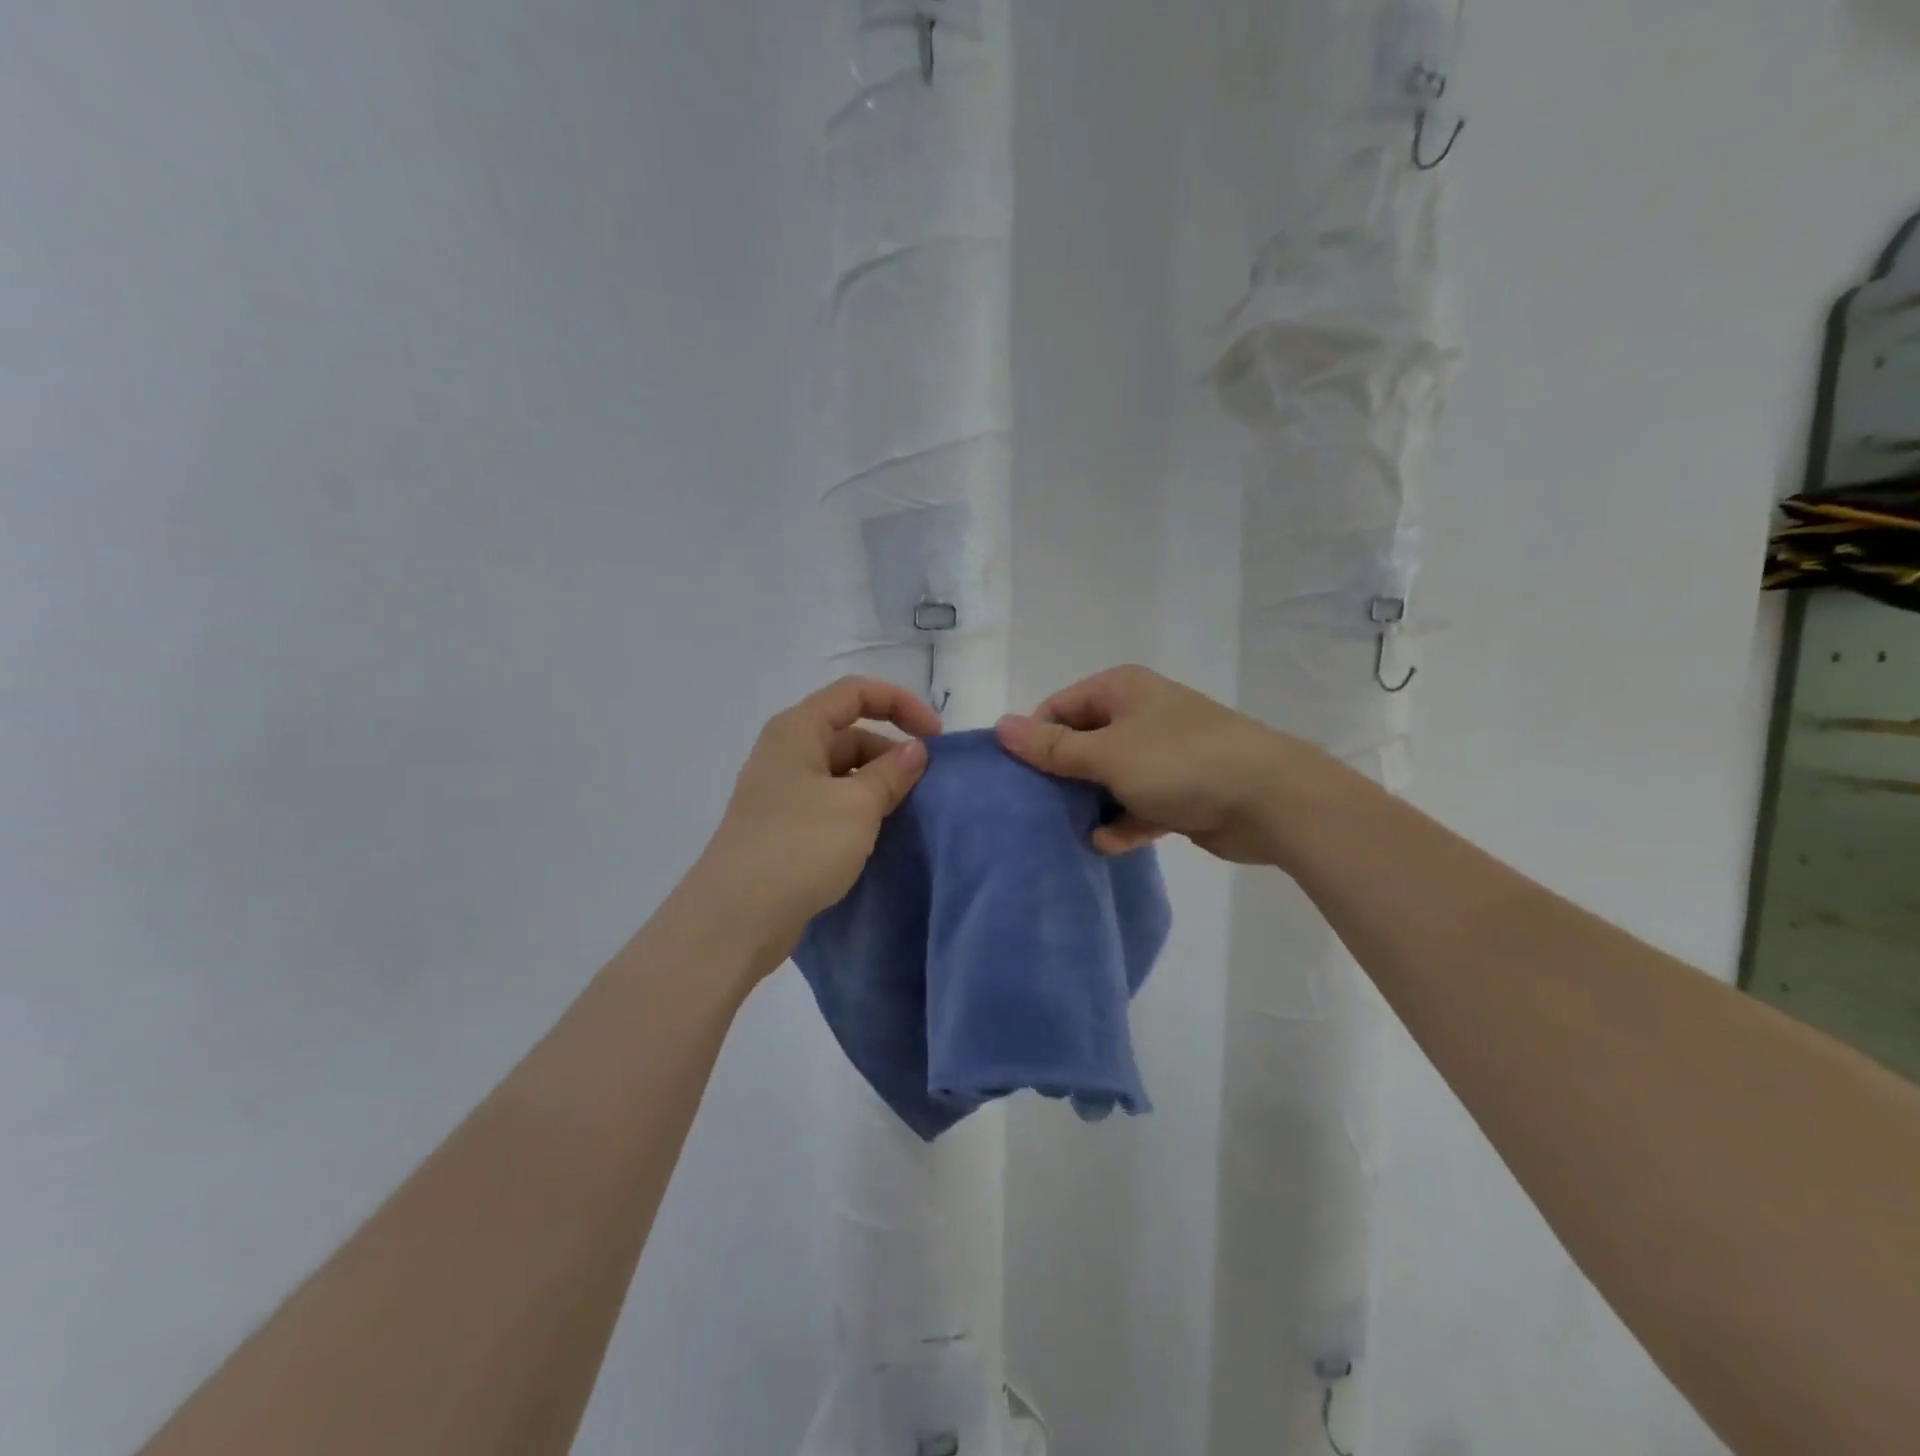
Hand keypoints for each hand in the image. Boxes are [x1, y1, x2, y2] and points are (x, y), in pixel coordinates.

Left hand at [683, 677, 940, 980]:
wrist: (735, 918)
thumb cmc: (799, 847)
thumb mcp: (857, 805)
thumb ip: (892, 772)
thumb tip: (916, 750)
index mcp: (798, 729)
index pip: (856, 692)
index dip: (901, 704)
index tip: (936, 738)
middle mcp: (787, 752)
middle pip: (850, 732)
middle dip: (891, 752)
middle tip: (926, 787)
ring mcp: (782, 792)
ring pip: (842, 772)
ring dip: (877, 785)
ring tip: (908, 814)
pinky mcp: (784, 827)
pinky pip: (831, 803)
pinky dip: (859, 810)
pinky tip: (879, 836)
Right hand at [995, 665, 1293, 863]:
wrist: (1269, 800)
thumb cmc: (1180, 762)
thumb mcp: (1107, 753)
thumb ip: (1052, 747)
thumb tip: (1000, 726)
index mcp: (1121, 690)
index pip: (1059, 708)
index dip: (1037, 740)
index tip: (1021, 777)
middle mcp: (1140, 716)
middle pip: (1082, 744)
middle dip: (1062, 777)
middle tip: (1037, 809)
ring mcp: (1161, 755)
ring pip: (1108, 778)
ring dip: (1091, 804)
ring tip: (1067, 830)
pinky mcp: (1178, 792)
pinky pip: (1137, 805)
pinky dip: (1123, 823)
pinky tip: (1108, 844)